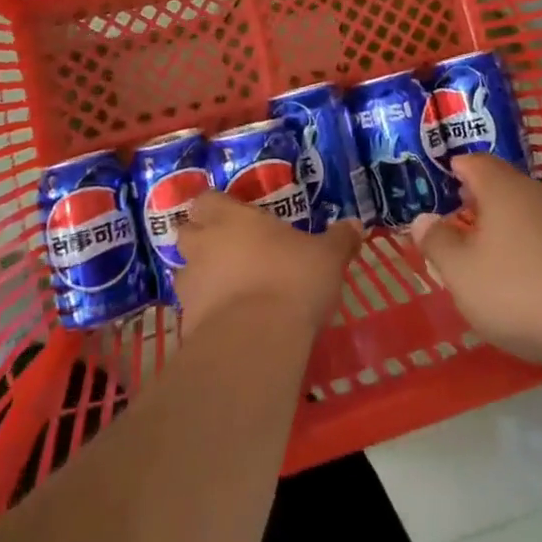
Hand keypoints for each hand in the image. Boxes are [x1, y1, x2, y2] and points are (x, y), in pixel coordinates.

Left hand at [173, 192, 362, 332]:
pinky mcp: (186, 324)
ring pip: (186, 273)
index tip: (232, 216)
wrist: (256, 341)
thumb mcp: (327, 257)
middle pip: (187, 233)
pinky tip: (229, 325)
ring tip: (229, 290)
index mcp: (231, 219)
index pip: (206, 200)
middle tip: (228, 251)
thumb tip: (355, 224)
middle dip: (202, 240)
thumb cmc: (292, 280)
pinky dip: (206, 315)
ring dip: (202, 278)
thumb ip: (339, 239)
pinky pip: (192, 312)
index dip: (215, 207)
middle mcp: (203, 245)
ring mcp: (190, 285)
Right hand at [411, 155, 541, 368]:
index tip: (436, 187)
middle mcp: (537, 194)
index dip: (452, 170)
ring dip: (505, 229)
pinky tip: (528, 282)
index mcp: (501, 189)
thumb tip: (422, 219)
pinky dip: (532, 251)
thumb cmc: (523, 290)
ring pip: (527, 213)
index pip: (472, 161)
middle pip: (501, 186)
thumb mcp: (462, 273)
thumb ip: (437, 243)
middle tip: (456, 224)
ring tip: (487, 257)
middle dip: (477, 202)